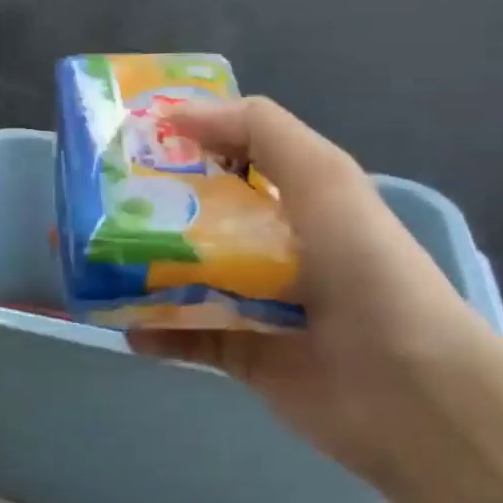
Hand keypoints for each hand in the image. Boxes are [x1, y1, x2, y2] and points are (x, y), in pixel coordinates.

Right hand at [126, 97, 496, 478]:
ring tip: (91, 261)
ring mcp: (258, 305)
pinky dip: (154, 332)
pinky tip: (122, 325)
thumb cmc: (367, 271)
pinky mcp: (245, 356)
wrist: (410, 390)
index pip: (231, 161)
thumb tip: (178, 112)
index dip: (184, 147)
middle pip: (198, 219)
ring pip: (185, 278)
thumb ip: (260, 130)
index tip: (129, 142)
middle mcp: (276, 249)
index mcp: (297, 201)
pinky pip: (188, 337)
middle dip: (147, 210)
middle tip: (93, 204)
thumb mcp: (324, 178)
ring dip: (140, 271)